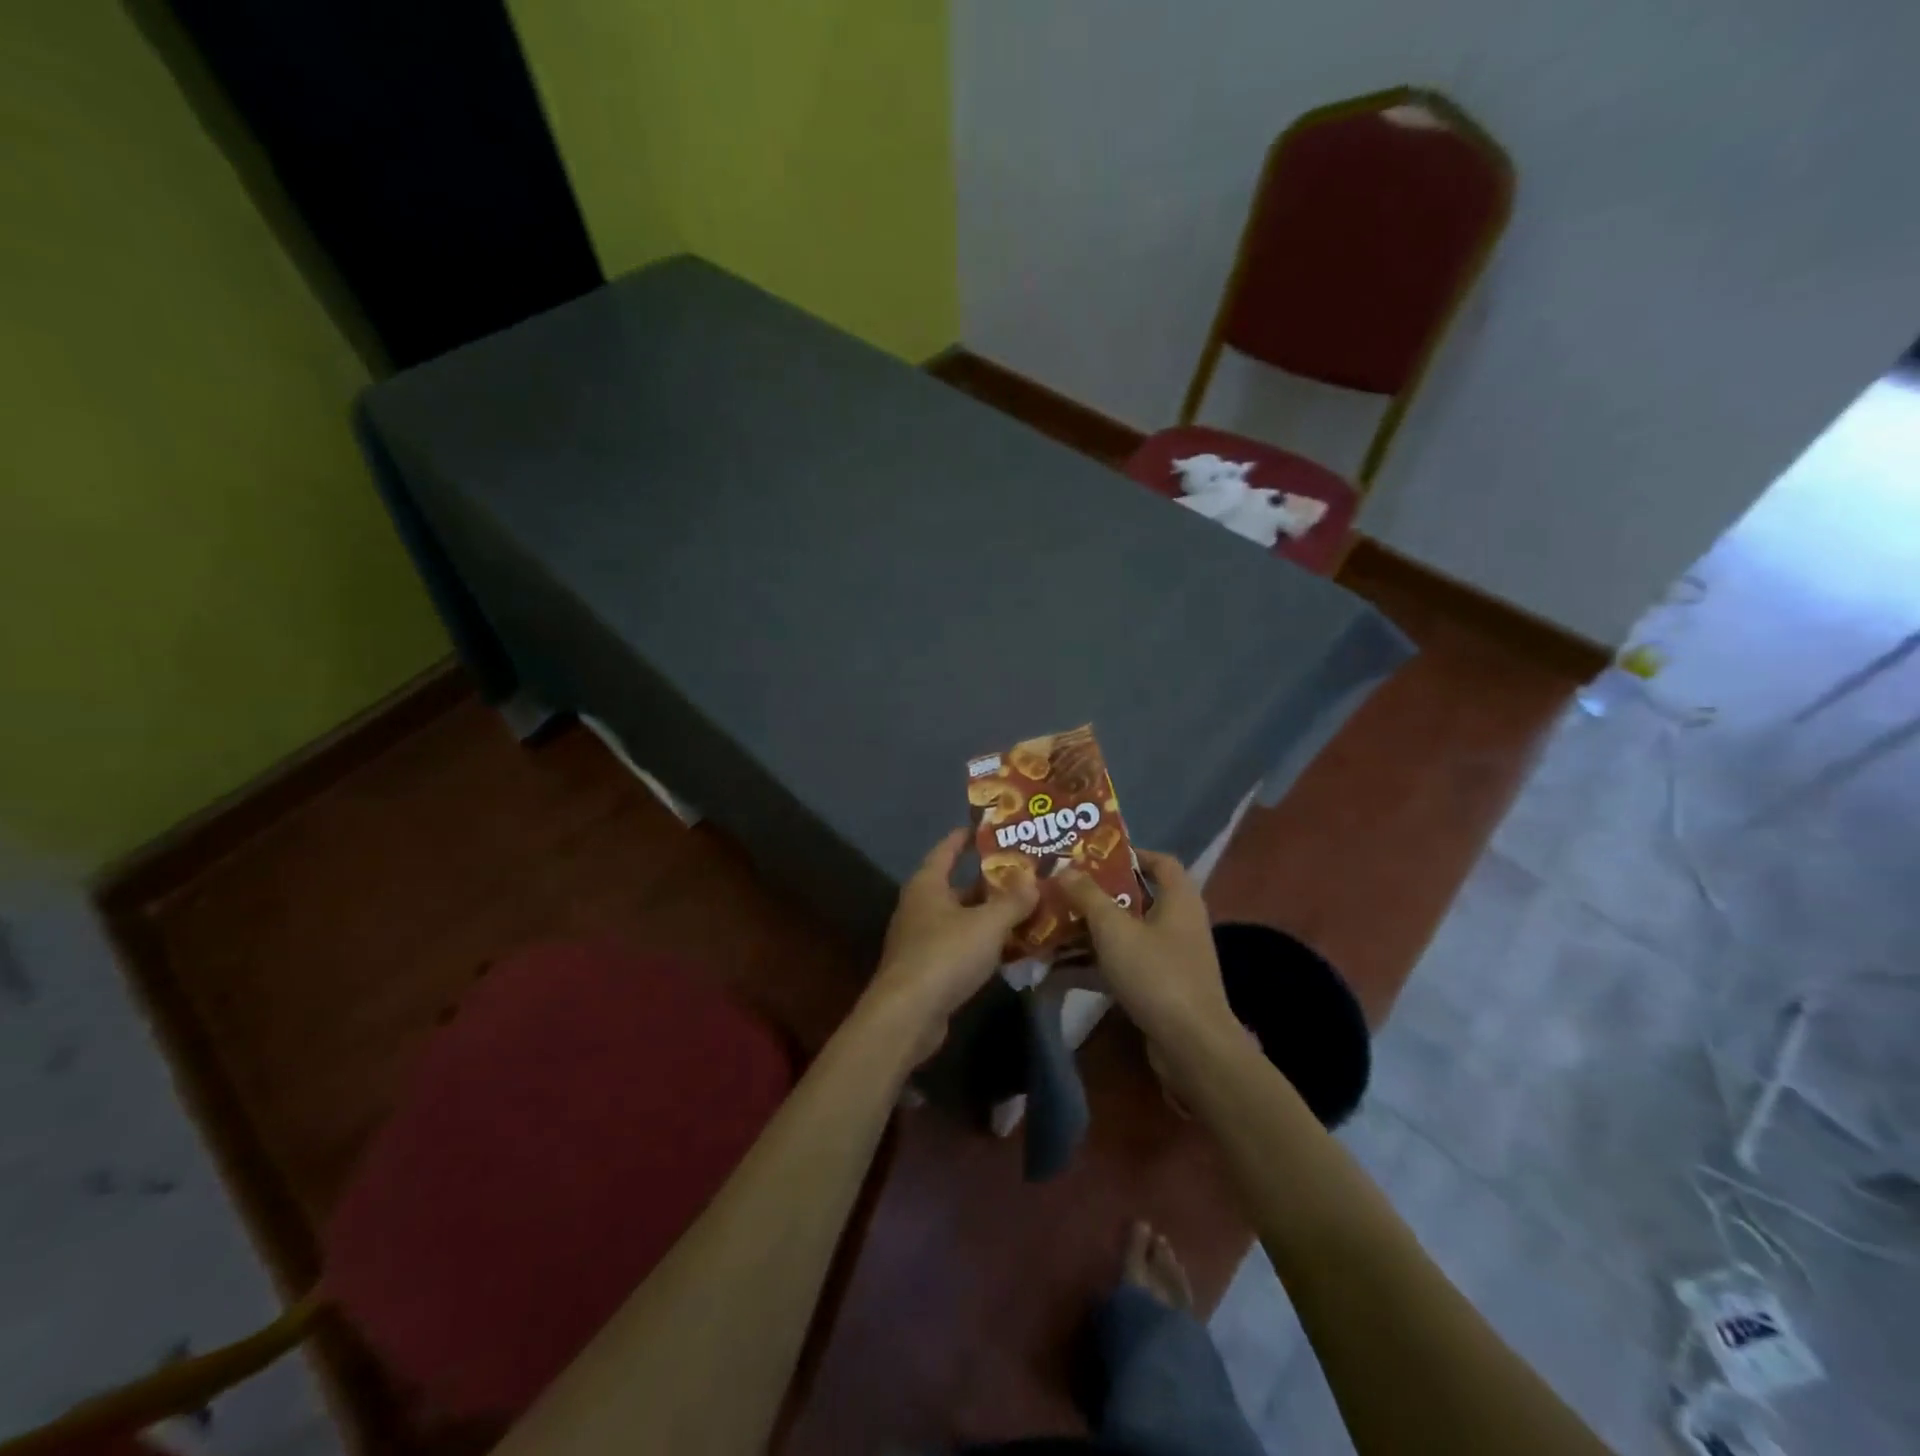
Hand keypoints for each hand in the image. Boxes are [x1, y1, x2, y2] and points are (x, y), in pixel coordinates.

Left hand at [867, 829, 1037, 1057]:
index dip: (966, 837)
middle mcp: (921, 906)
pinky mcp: (930, 969)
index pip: (946, 850)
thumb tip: (1034, 878)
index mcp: (927, 884)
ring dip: (991, 915)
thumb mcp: (987, 924)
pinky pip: (962, 946)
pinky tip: (1012, 948)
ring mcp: (923, 939)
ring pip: (963, 918)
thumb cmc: (945, 954)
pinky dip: (985, 943)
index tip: (987, 827)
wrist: (908, 1015)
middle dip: (990, 881)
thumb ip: (1013, 900)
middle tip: (1026, 873)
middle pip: (958, 886)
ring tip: (1027, 907)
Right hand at [1059, 851, 1236, 1049]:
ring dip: (1089, 931)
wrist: (1191, 1047)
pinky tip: (1057, 969)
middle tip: (1061, 889)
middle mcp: (1178, 923)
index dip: (1129, 854)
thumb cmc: (1156, 974)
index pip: (1160, 861)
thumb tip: (1063, 867)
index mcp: (1179, 899)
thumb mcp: (1114, 929)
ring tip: (1050, 926)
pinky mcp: (1159, 988)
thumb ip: (1087, 896)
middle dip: (1097, 895)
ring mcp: (1169, 958)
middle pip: (1135, 898)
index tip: (1092, 856)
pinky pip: (1122, 965)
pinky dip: (1094, 964)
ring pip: (1124, 934)